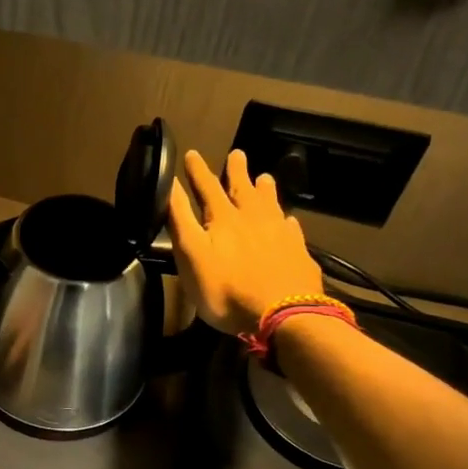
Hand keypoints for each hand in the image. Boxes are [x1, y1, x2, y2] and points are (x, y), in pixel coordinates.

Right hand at [167, 149, 322, 335]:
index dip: (198, 171)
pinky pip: (291, 229)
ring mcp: (279, 234)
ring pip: (270, 204)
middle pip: (243, 189)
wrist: (282, 314)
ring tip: (264, 177)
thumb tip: (170, 185)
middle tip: (237, 154)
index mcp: (223, 219)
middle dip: (236, 171)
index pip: (207, 187)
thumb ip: (180, 220)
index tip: (192, 154)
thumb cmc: (226, 290)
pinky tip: (288, 221)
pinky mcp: (297, 252)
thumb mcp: (191, 256)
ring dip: (265, 190)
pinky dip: (286, 221)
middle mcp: (253, 219)